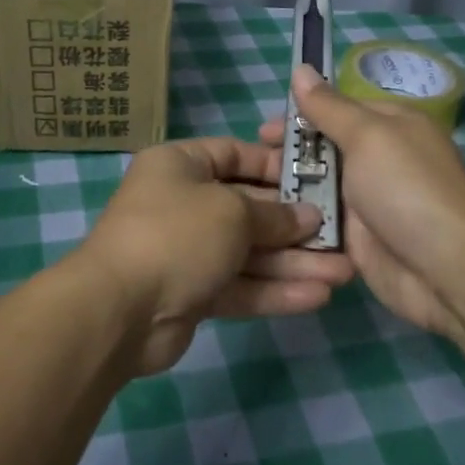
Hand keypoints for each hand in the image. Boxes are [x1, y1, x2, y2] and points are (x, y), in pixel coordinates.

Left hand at [79, 136, 355, 376]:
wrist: (120, 310)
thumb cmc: (177, 234)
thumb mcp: (232, 212)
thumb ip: (274, 215)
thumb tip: (308, 216)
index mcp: (180, 166)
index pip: (234, 155)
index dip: (275, 166)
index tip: (316, 179)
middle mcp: (182, 203)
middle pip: (248, 208)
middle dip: (295, 225)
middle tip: (341, 235)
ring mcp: (187, 251)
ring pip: (249, 253)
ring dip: (294, 263)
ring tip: (344, 272)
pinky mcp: (192, 293)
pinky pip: (240, 285)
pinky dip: (275, 291)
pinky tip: (318, 297)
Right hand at [259, 66, 464, 337]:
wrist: (446, 270)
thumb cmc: (408, 189)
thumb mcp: (368, 136)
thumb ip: (329, 107)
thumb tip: (301, 68)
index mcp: (389, 126)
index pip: (337, 110)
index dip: (299, 116)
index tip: (261, 131)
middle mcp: (378, 160)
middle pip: (322, 150)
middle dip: (287, 155)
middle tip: (252, 166)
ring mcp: (366, 202)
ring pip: (316, 189)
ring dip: (287, 191)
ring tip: (248, 198)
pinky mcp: (356, 240)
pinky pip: (319, 224)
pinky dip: (297, 223)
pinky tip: (264, 225)